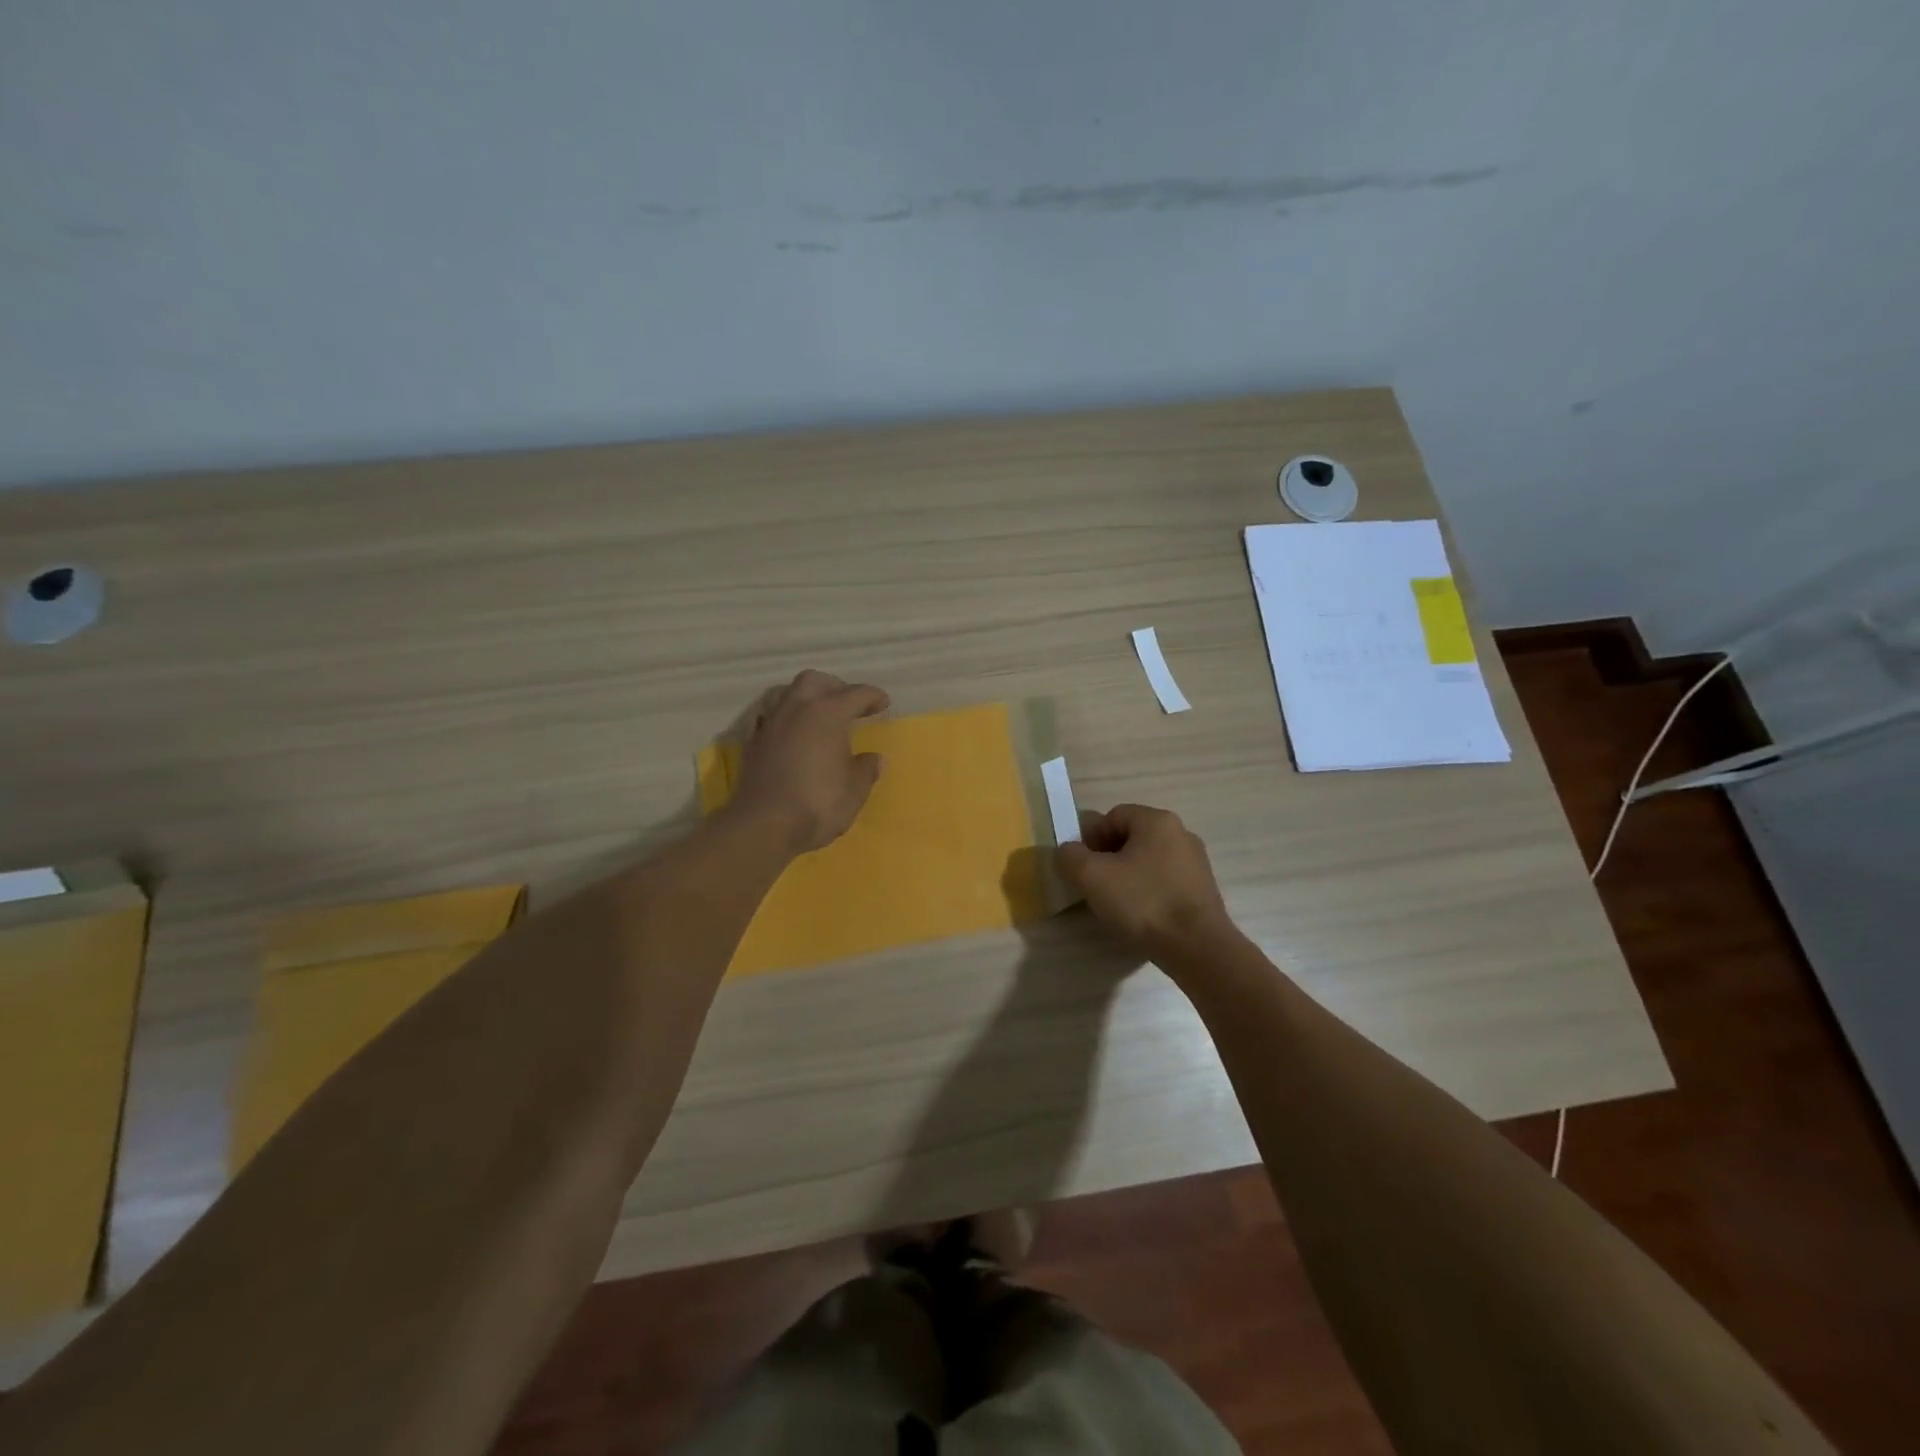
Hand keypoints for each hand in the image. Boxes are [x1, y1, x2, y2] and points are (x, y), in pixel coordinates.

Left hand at [729, 670, 889, 853]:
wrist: (763, 826)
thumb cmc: (818, 803)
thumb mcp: (855, 790)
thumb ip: (866, 769)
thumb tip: (873, 759)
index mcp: (827, 713)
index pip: (856, 694)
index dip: (873, 697)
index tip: (884, 704)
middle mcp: (796, 709)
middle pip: (815, 680)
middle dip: (834, 687)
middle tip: (848, 705)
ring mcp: (770, 724)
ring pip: (788, 694)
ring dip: (806, 700)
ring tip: (819, 719)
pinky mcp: (753, 744)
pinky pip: (771, 719)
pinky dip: (786, 721)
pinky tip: (794, 738)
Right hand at [1057, 804, 1233, 955]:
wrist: (1198, 948)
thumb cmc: (1143, 902)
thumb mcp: (1091, 876)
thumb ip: (1069, 857)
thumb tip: (1068, 853)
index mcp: (1157, 820)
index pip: (1112, 816)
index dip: (1090, 838)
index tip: (1081, 868)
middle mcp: (1181, 833)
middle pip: (1131, 837)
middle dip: (1107, 858)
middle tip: (1094, 886)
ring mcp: (1196, 863)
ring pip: (1148, 861)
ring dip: (1127, 876)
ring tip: (1116, 905)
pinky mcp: (1203, 890)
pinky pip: (1164, 881)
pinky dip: (1148, 893)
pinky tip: (1140, 916)